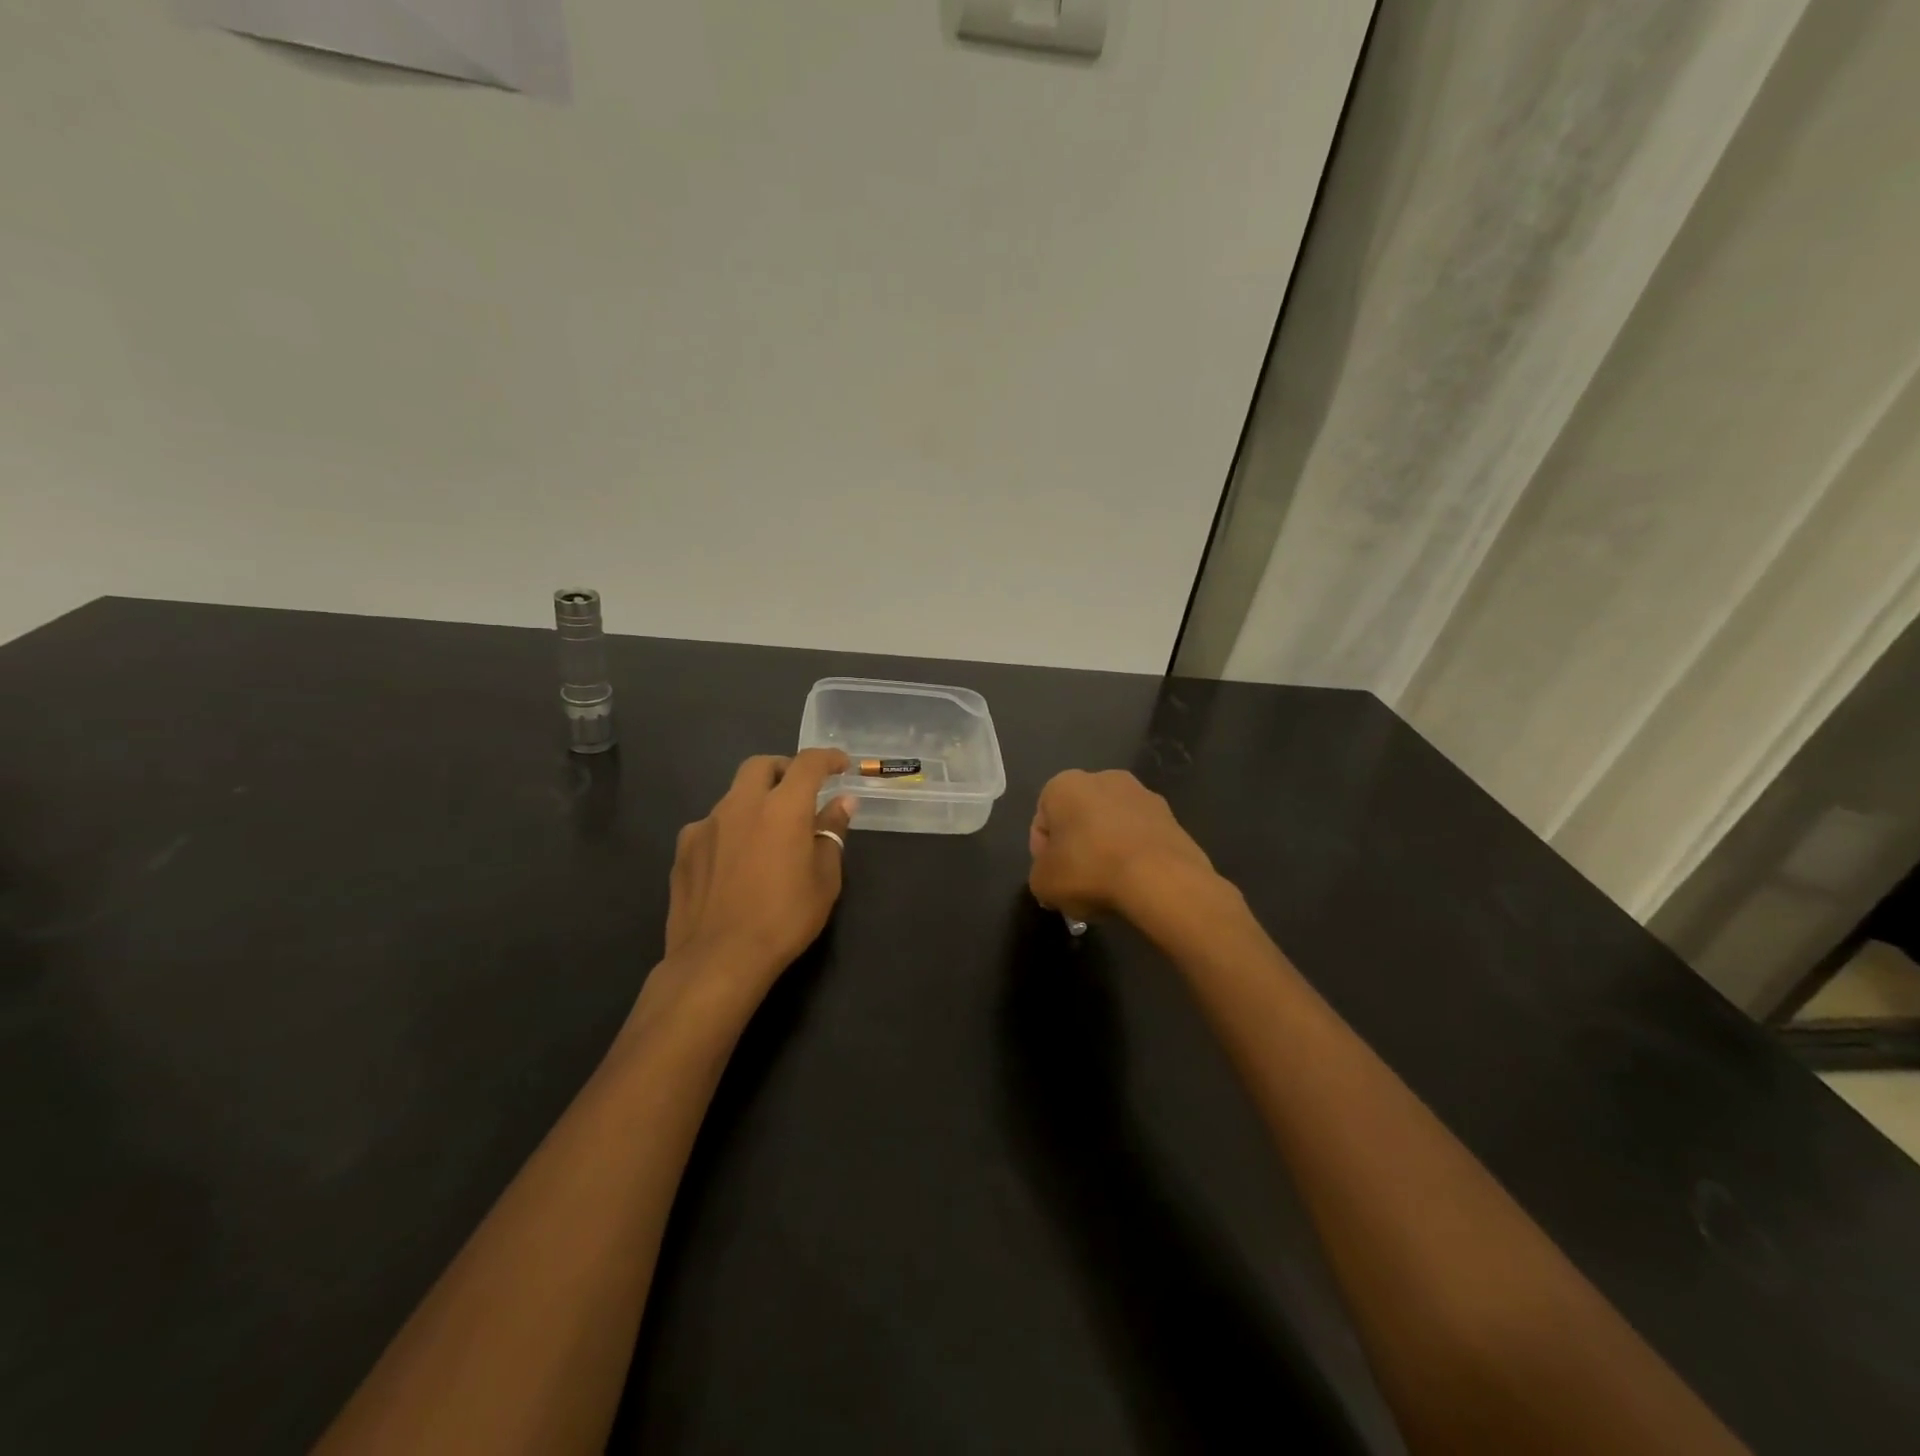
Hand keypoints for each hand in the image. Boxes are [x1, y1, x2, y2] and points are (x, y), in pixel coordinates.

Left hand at [664, 750, 855, 991]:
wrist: (718, 959)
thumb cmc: (784, 919)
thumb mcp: (824, 879)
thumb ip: (831, 833)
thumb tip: (841, 803)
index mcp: (783, 808)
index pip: (808, 764)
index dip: (828, 758)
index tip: (840, 765)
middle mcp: (741, 804)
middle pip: (761, 765)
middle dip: (784, 769)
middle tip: (799, 792)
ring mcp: (706, 825)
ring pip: (734, 796)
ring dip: (755, 802)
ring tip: (767, 835)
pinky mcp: (684, 849)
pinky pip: (712, 826)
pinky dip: (730, 831)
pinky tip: (735, 862)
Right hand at [1028, 769, 1216, 921]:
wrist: (1161, 879)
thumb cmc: (1089, 870)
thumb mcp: (1043, 883)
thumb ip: (1040, 874)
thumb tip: (1055, 876)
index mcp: (1064, 784)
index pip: (1042, 821)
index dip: (1042, 854)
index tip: (1052, 879)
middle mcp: (1104, 778)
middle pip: (1079, 819)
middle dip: (1077, 848)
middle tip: (1078, 884)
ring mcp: (1142, 795)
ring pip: (1112, 827)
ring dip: (1107, 850)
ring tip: (1110, 887)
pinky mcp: (1172, 816)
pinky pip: (1140, 838)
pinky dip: (1135, 856)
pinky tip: (1136, 883)